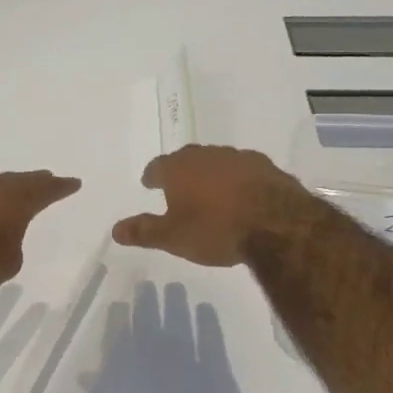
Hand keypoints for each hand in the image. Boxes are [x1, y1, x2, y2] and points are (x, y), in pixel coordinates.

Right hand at [112, 145, 309, 266]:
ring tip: (211, 193)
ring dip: (211, 174)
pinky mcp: (266, 166)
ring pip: (217, 162)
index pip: (157, 167)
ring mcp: (238, 157)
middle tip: (178, 187)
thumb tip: (115, 230)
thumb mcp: (173, 237)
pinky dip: (238, 181)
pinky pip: (244, 170)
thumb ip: (144, 231)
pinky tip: (242, 196)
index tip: (150, 184)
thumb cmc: (216, 229)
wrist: (277, 224)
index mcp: (178, 168)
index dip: (152, 177)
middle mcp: (206, 155)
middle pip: (187, 159)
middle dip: (181, 172)